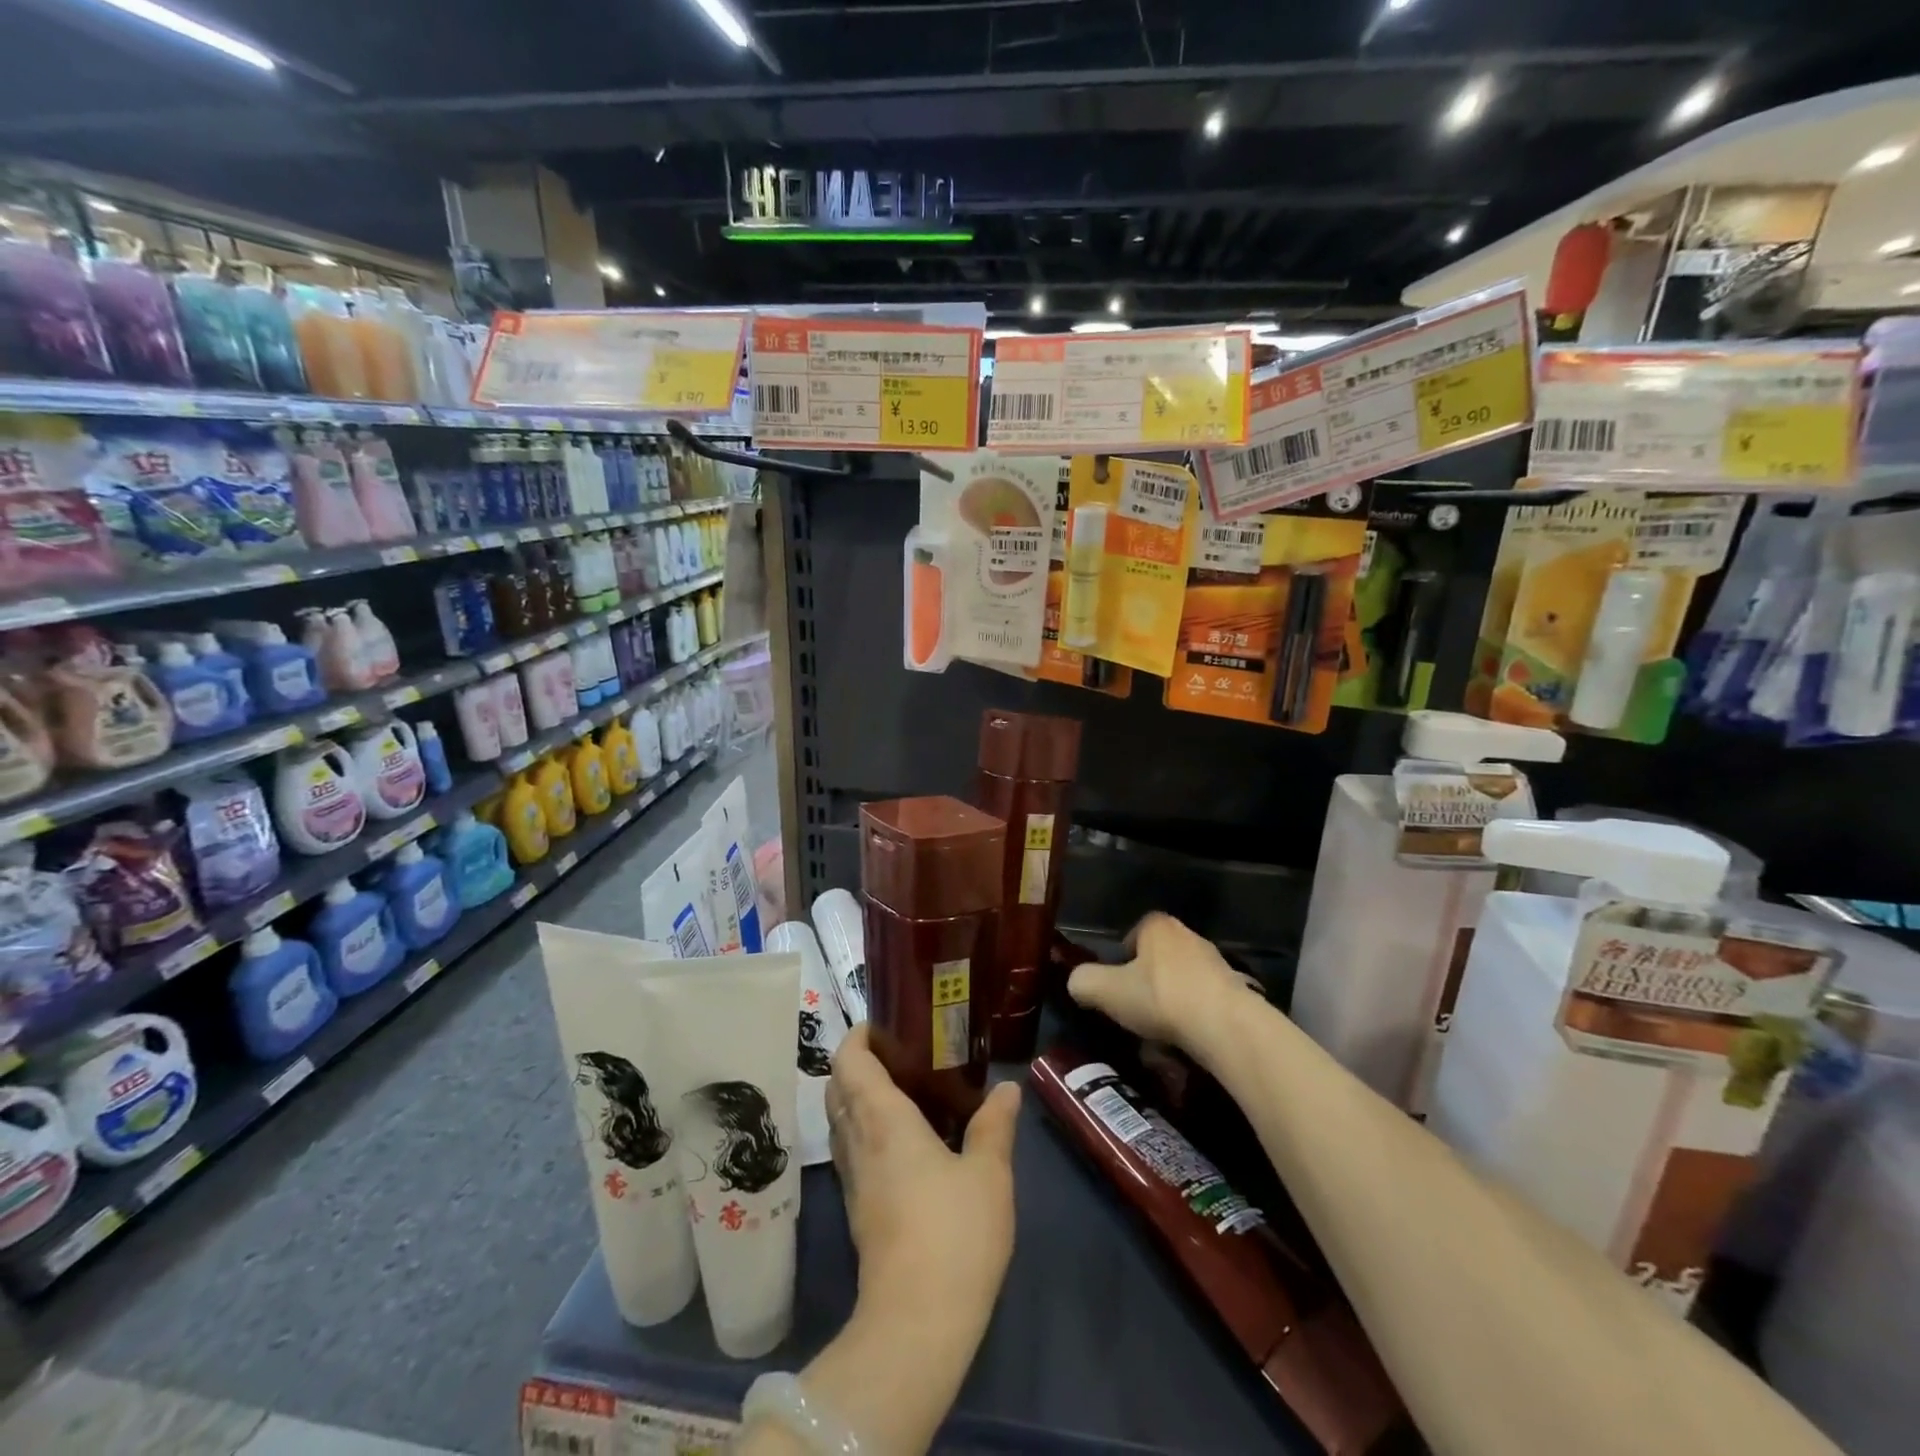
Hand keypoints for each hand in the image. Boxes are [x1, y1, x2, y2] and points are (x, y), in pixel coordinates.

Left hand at [826, 1024, 1019, 1323]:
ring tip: (899, 1088)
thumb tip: (1007, 1088)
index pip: (849, 1063)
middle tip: (895, 1052)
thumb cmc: (954, 1234)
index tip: (881, 1023)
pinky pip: (850, 1151)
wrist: (916, 1324)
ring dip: (856, 1097)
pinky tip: (899, 1141)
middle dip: (855, 1063)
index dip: (856, 1037)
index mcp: (883, 1120)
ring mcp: (853, 1180)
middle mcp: (858, 1142)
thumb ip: (995, 1126)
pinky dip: (863, 1129)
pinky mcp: (858, 1210)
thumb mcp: (989, 1174)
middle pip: (837, 1088)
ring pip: (839, 1122)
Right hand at [1067, 911, 1247, 1049]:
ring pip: (1181, 983)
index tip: (1116, 986)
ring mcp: (1216, 963)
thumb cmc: (1160, 998)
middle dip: (1146, 984)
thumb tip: (1077, 983)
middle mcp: (1189, 936)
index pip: (1133, 933)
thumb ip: (1083, 981)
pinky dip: (1193, 1021)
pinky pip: (1203, 1004)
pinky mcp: (1236, 992)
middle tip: (1134, 1012)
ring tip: (1160, 1038)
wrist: (1225, 1026)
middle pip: (1158, 959)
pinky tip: (1186, 1045)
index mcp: (1157, 926)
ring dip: (1169, 1005)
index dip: (1121, 958)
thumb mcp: (1106, 990)